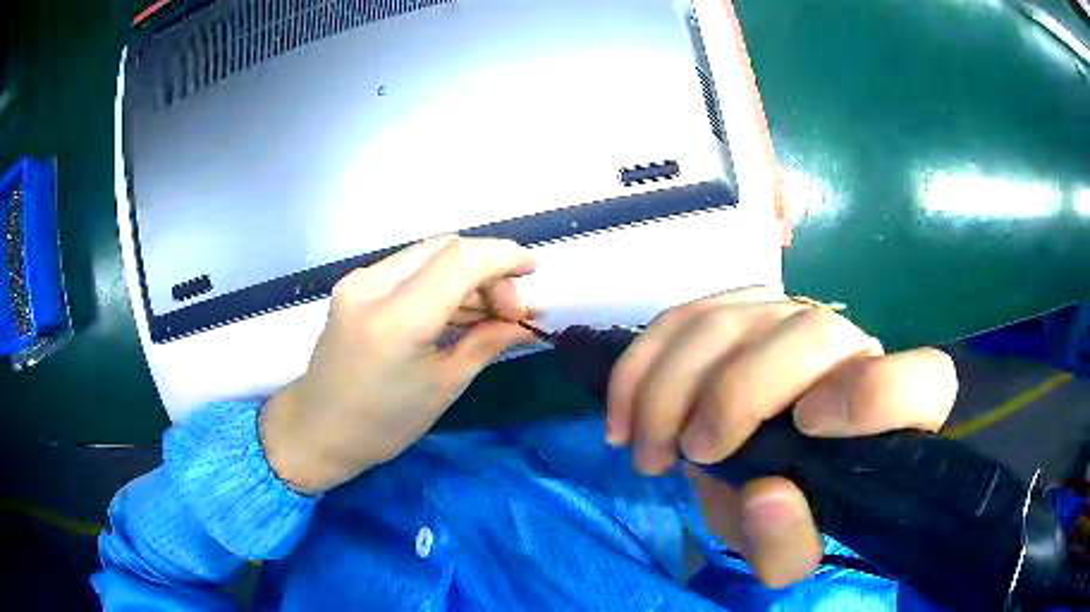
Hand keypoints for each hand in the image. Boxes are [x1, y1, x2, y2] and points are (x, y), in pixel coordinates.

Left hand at [260, 236, 537, 493]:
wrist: (317, 429)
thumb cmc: (382, 424)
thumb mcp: (444, 387)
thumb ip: (487, 342)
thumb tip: (527, 321)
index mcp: (395, 321)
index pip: (460, 260)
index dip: (504, 257)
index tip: (533, 273)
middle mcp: (372, 286)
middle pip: (447, 248)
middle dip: (488, 270)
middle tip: (510, 311)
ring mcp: (359, 281)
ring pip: (429, 255)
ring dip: (466, 276)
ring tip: (490, 314)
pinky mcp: (356, 285)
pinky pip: (410, 268)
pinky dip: (441, 282)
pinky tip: (459, 310)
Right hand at [606, 286, 957, 587]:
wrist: (765, 475)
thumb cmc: (791, 514)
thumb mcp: (787, 555)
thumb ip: (787, 544)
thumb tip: (765, 492)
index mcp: (895, 414)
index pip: (923, 382)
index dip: (873, 395)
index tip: (805, 427)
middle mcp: (853, 349)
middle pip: (810, 334)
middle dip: (737, 394)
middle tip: (692, 454)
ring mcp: (792, 318)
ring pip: (731, 318)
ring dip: (671, 387)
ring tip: (648, 452)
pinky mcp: (738, 309)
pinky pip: (683, 316)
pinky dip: (641, 366)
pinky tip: (623, 416)